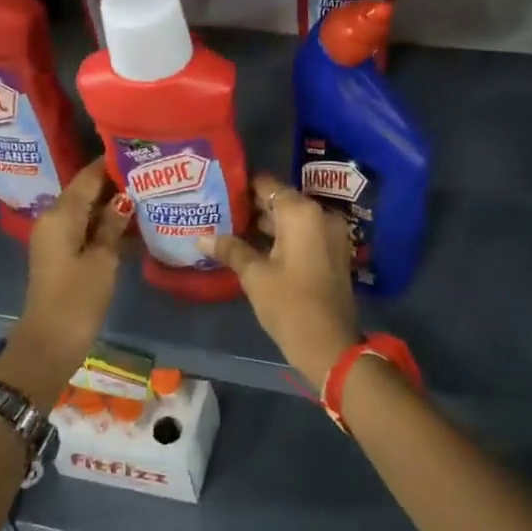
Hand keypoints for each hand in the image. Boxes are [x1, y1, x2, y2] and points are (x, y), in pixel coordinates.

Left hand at [10, 161, 128, 388]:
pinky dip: (106, 225)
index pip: (88, 176)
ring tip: (149, 195)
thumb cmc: (78, 298)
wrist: (51, 342)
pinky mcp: (62, 254)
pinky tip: (134, 224)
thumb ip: (114, 225)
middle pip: (87, 191)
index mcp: (60, 214)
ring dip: (113, 205)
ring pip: (88, 210)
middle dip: (116, 184)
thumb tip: (126, 197)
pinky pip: (86, 228)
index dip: (112, 164)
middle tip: (151, 175)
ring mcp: (57, 238)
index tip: (140, 153)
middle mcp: (54, 219)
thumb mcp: (103, 259)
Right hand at [199, 172, 359, 392]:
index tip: (216, 188)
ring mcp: (329, 234)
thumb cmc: (290, 305)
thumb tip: (201, 237)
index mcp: (302, 212)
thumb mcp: (255, 276)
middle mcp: (319, 215)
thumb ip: (231, 249)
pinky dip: (279, 237)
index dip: (241, 185)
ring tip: (226, 227)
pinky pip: (301, 235)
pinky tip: (250, 246)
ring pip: (290, 219)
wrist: (331, 346)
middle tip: (216, 209)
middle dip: (249, 206)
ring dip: (263, 224)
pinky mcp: (330, 253)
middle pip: (279, 200)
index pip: (267, 184)